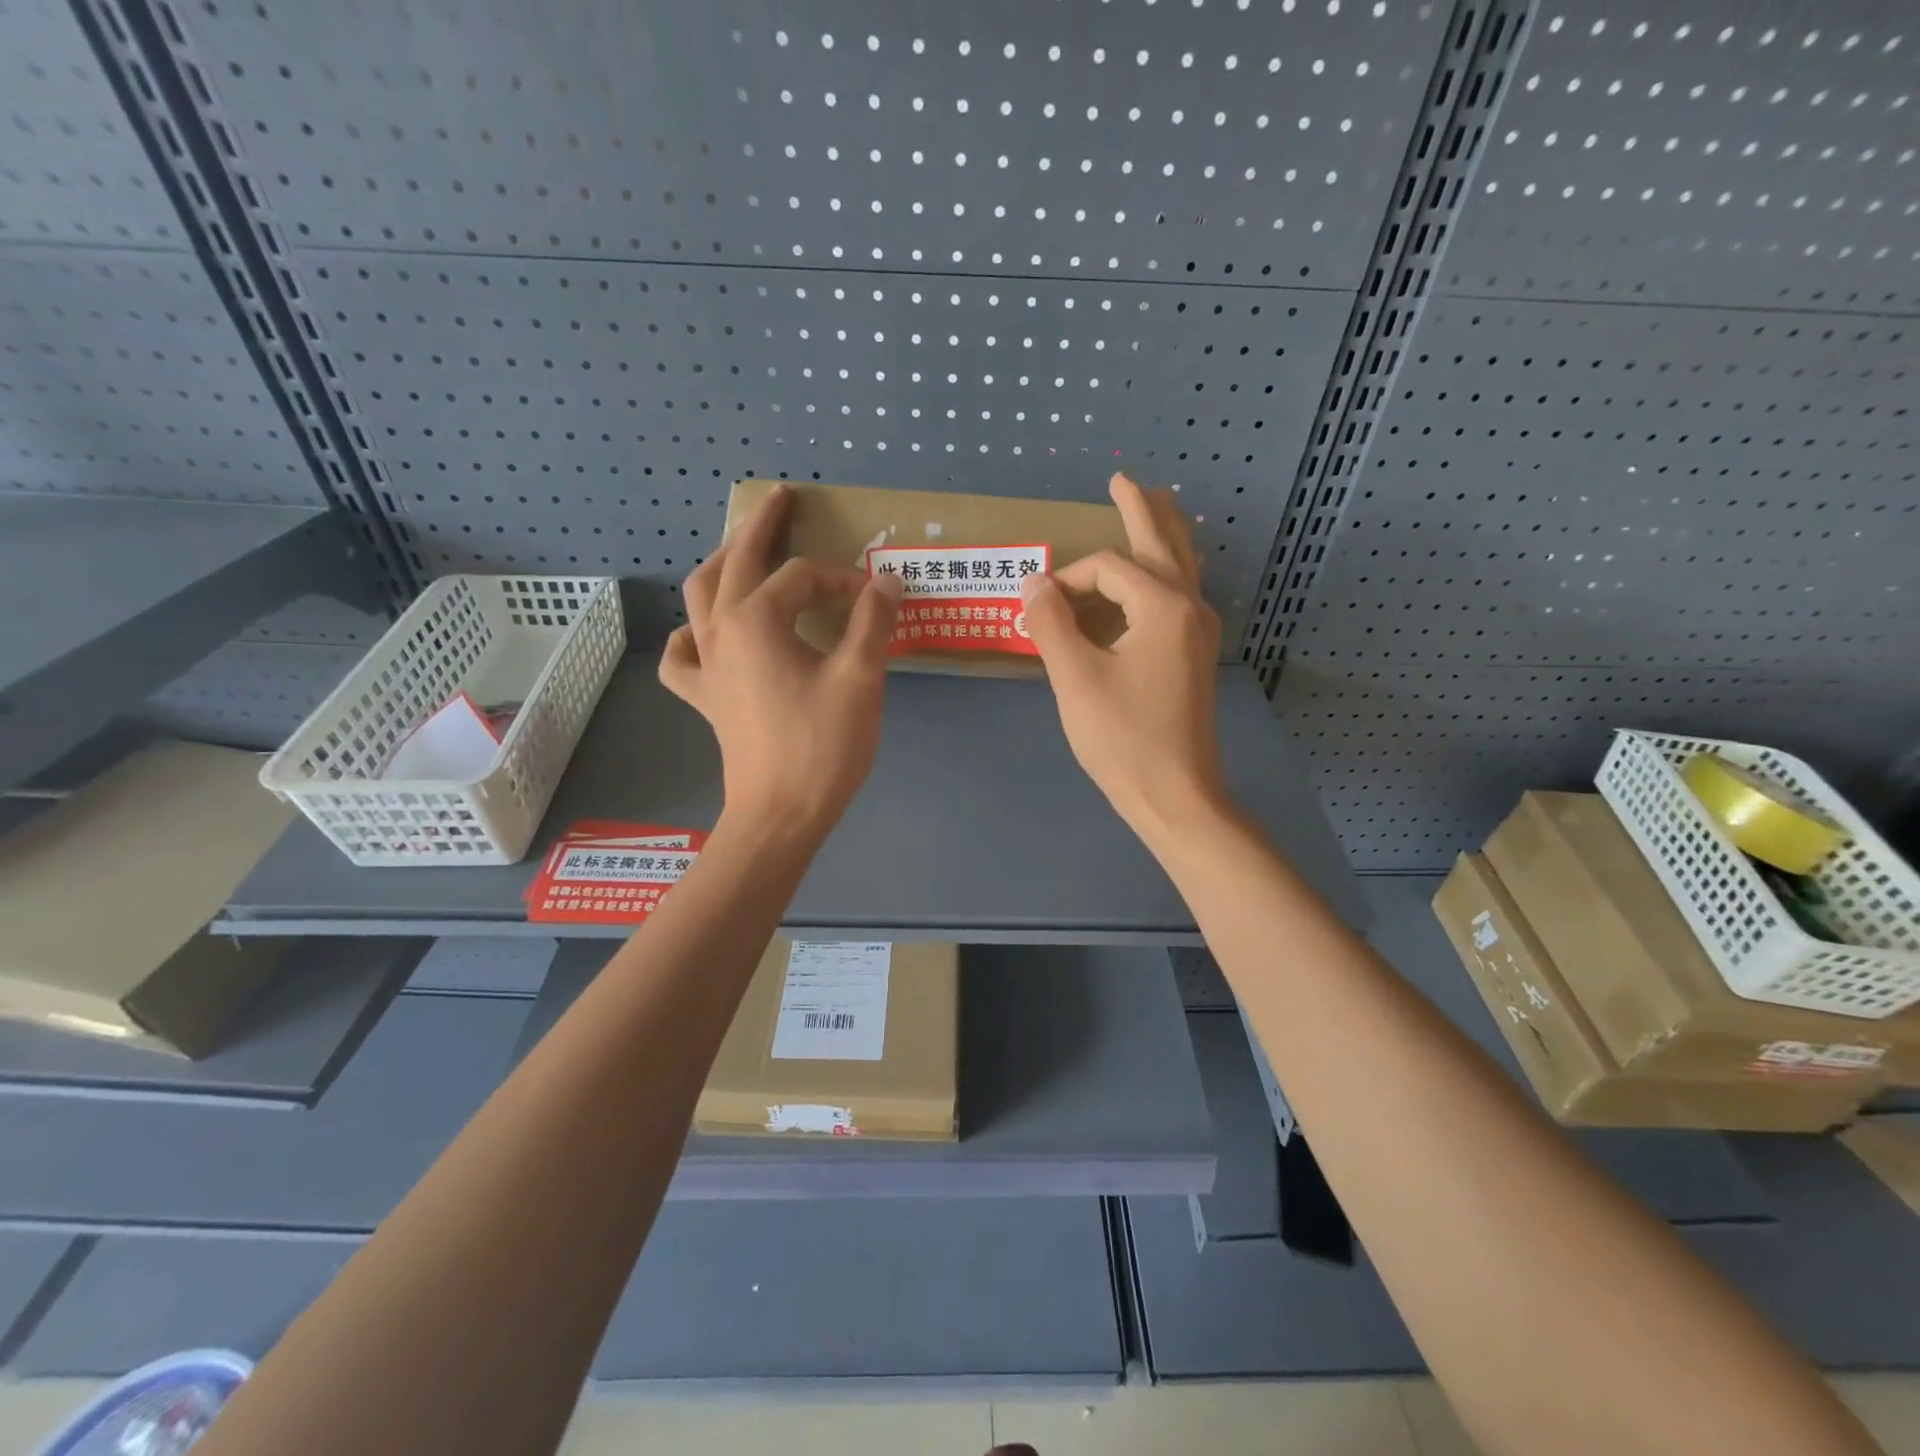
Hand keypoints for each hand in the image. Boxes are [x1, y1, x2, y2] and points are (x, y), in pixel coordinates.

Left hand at [661, 483, 902, 835]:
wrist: (780, 815)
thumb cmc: (821, 747)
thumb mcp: (859, 679)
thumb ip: (872, 623)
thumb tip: (885, 582)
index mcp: (756, 620)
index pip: (802, 576)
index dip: (842, 579)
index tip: (875, 600)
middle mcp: (720, 631)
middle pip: (735, 562)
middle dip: (760, 526)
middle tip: (781, 498)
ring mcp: (706, 665)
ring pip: (699, 596)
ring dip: (721, 565)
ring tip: (740, 552)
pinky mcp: (704, 697)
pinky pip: (683, 654)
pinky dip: (691, 636)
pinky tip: (703, 634)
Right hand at [1019, 472, 1225, 844]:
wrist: (1176, 795)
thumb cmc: (1123, 738)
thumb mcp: (1075, 679)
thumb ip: (1051, 624)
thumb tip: (1034, 583)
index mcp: (1163, 606)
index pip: (1108, 567)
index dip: (1068, 577)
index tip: (1039, 606)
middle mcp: (1190, 608)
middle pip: (1165, 543)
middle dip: (1142, 508)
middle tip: (1123, 478)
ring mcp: (1199, 632)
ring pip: (1182, 566)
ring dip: (1163, 533)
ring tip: (1153, 505)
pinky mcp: (1196, 656)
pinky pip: (1182, 594)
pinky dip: (1166, 571)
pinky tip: (1156, 576)